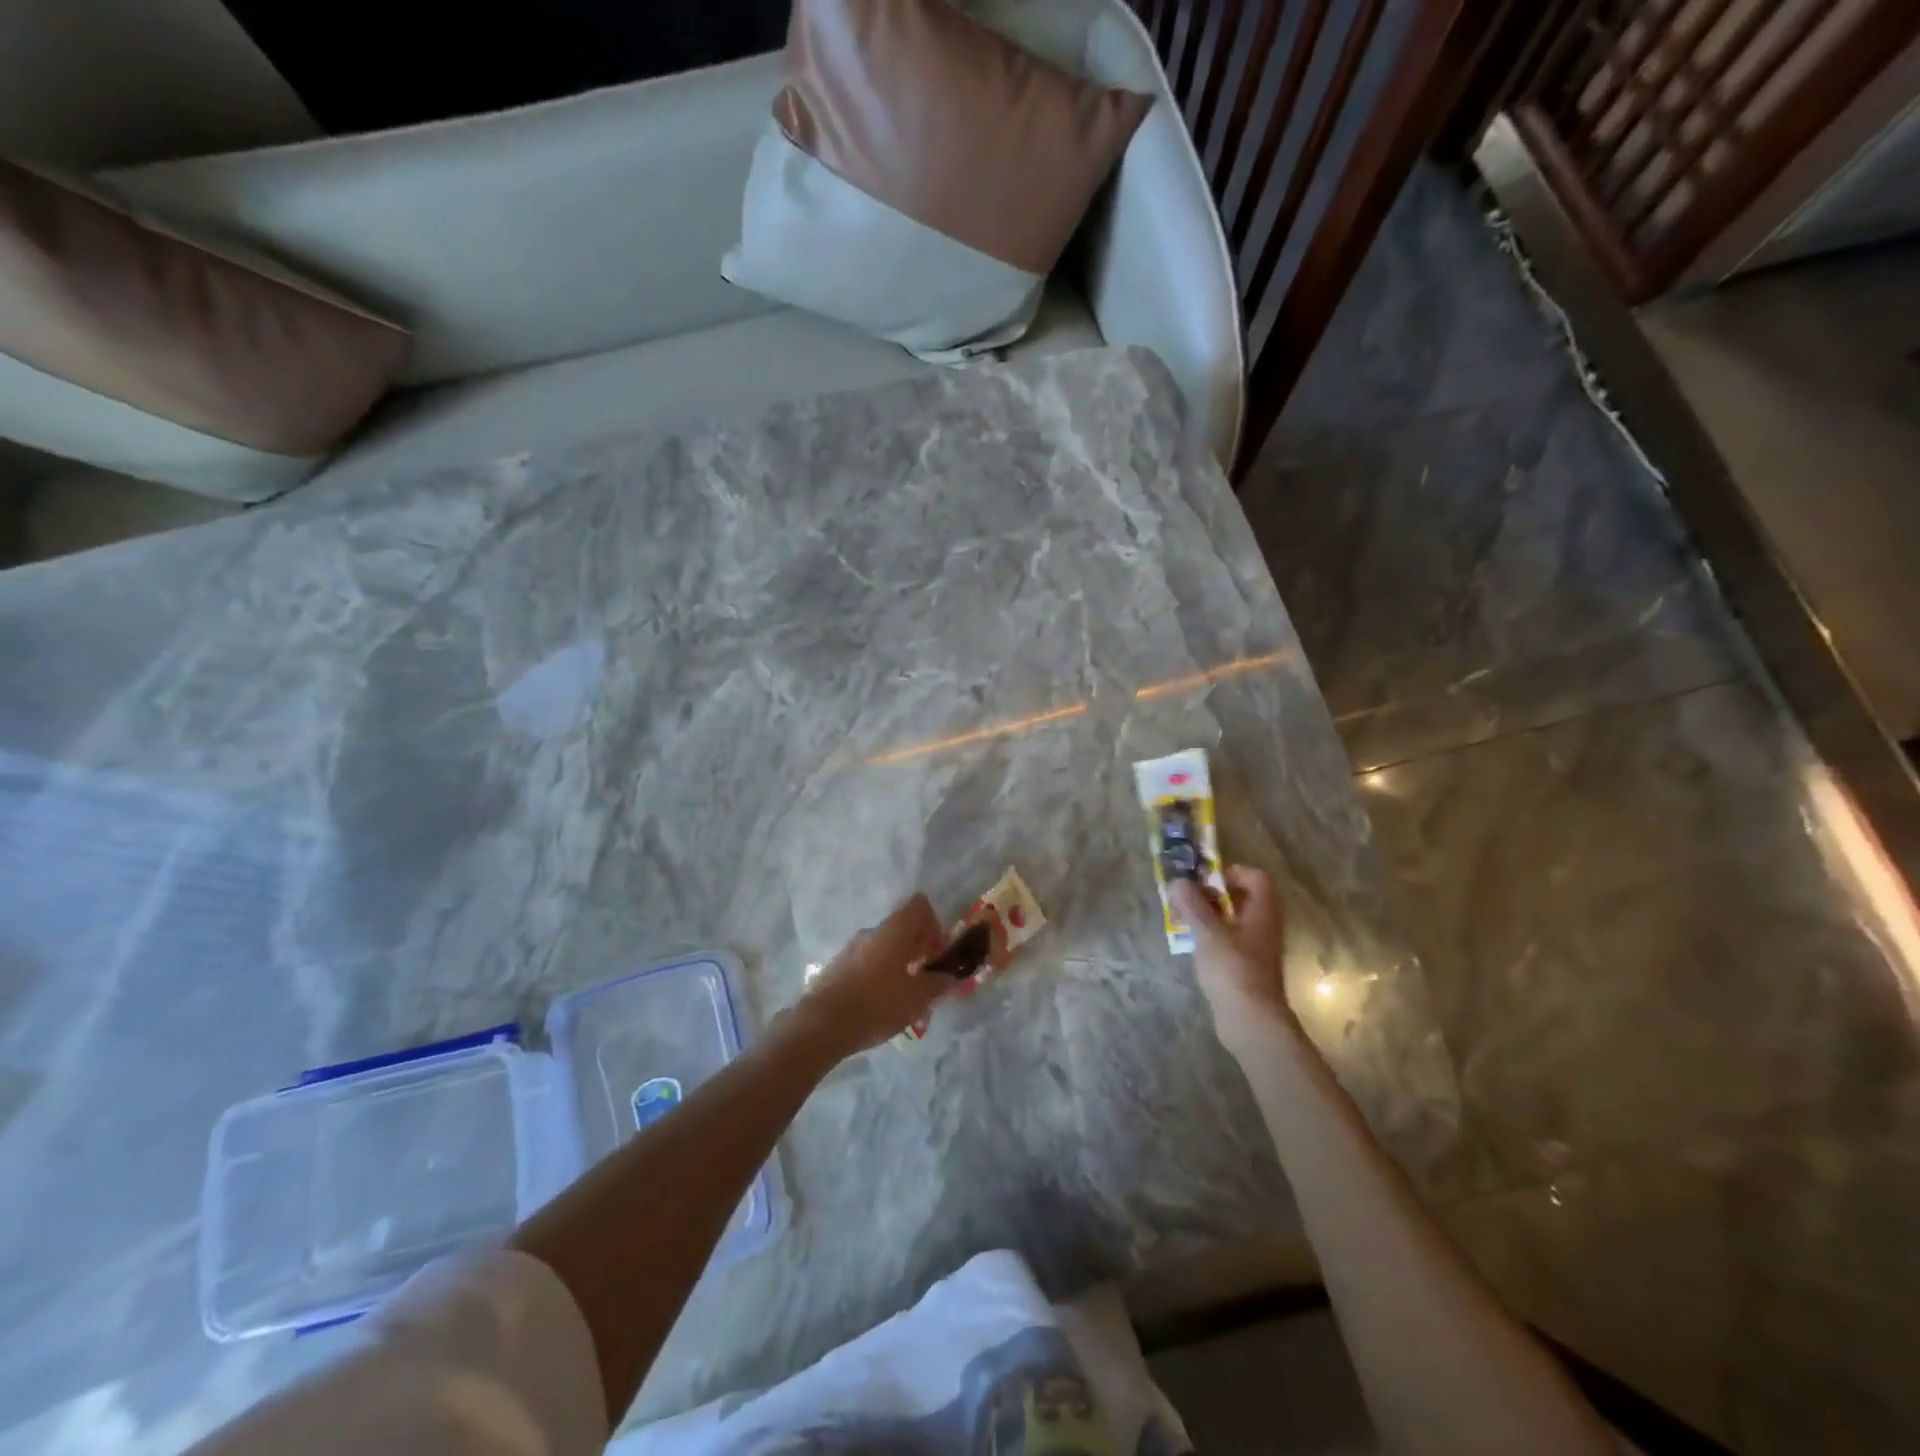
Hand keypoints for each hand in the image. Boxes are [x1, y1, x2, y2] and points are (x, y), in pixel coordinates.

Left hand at [795, 893, 949, 1056]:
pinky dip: (879, 975)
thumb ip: (939, 983)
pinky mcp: (837, 966)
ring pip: (885, 947)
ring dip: (899, 964)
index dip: (934, 925)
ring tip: (904, 998)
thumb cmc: (877, 1004)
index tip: (936, 954)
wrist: (823, 1024)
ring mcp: (852, 947)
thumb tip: (951, 976)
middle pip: (903, 927)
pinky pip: (867, 962)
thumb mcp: (918, 997)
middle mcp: (872, 931)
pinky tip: (880, 1004)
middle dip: (918, 950)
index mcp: (895, 929)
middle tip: (926, 980)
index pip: (920, 905)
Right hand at [1170, 867, 1287, 1035]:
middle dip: (1212, 895)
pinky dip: (1211, 938)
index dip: (1232, 872)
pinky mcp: (1246, 968)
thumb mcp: (1208, 933)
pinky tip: (1193, 947)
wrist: (1251, 1022)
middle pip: (1242, 898)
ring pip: (1233, 920)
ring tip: (1183, 922)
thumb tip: (1177, 881)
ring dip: (1208, 917)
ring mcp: (1256, 949)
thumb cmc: (1233, 970)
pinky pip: (1228, 941)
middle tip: (1187, 900)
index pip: (1257, 877)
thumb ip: (1192, 905)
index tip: (1205, 881)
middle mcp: (1264, 927)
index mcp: (1262, 912)